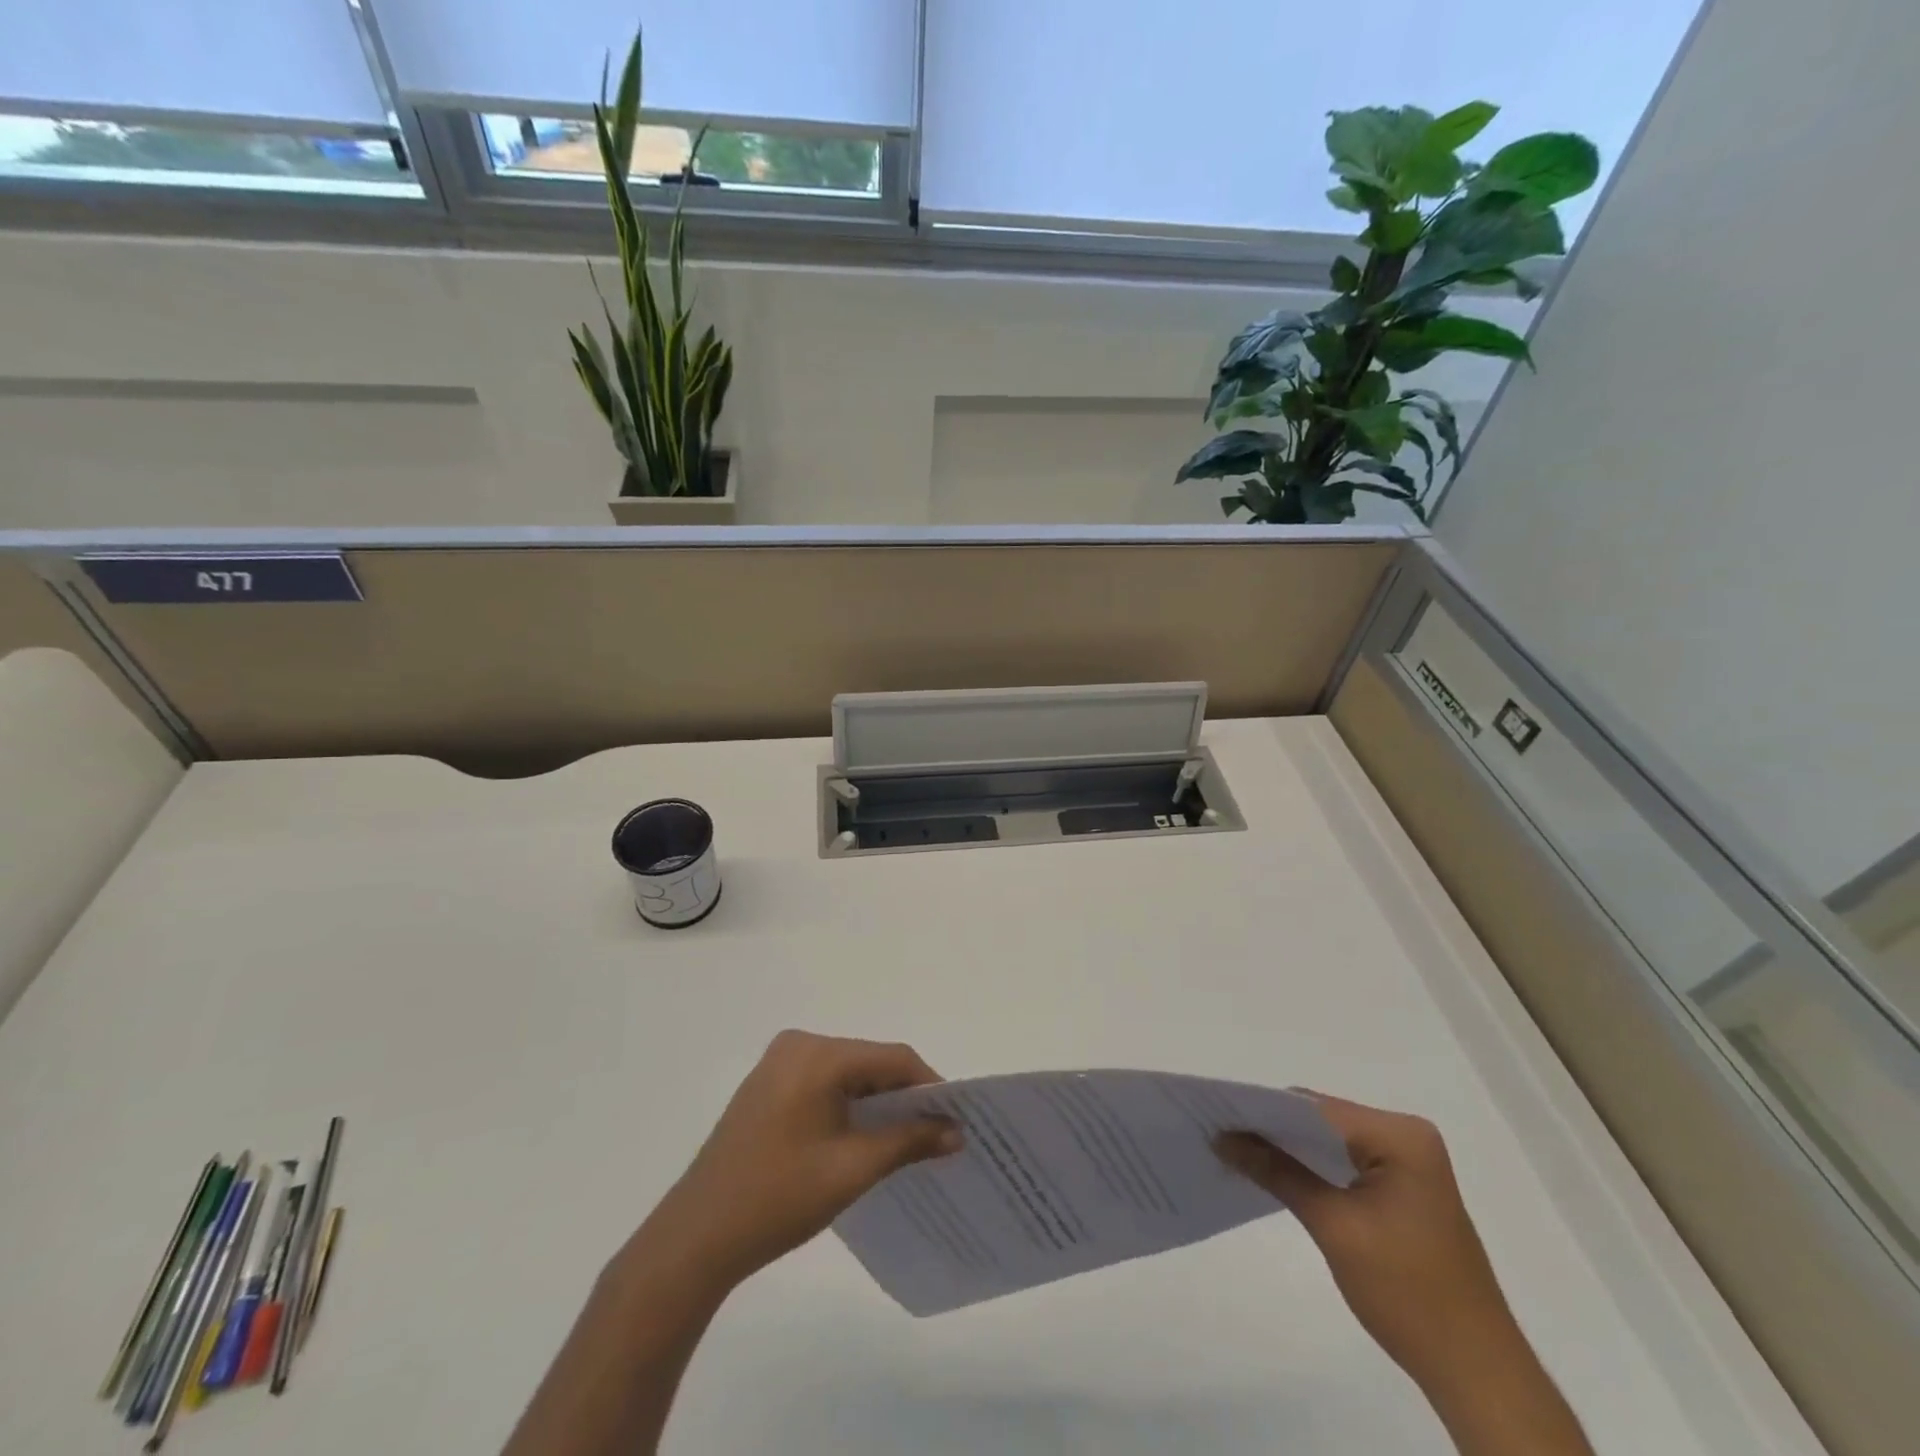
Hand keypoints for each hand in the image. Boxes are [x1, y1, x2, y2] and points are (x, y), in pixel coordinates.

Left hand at [636, 1030, 961, 1291]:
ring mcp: (778, 1064)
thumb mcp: (852, 1169)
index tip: (955, 1121)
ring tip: (907, 1140)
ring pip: (848, 1073)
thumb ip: (908, 1142)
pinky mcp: (767, 1085)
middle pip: (869, 1062)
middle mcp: (798, 1045)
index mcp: (818, 1054)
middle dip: (904, 1096)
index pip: (892, 1059)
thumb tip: (956, 1132)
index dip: (929, 1086)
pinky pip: (823, 1083)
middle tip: (935, 1134)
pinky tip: (862, 1138)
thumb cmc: (778, 1198)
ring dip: (878, 1102)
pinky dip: (849, 1104)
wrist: (695, 1238)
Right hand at [1215, 1095, 1525, 1393]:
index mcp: (1400, 1135)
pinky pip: (1346, 1161)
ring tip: (1238, 1151)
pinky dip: (1312, 1167)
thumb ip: (1276, 1171)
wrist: (1476, 1372)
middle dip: (1273, 1128)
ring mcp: (1409, 1162)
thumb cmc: (1407, 1293)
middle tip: (1222, 1134)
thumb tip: (1222, 1137)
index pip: (1317, 1108)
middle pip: (1323, 1119)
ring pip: (1331, 1140)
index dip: (1264, 1111)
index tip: (1218, 1117)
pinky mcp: (1404, 1187)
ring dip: (1290, 1148)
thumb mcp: (1333, 1226)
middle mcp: (1408, 1136)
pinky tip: (1278, 1175)